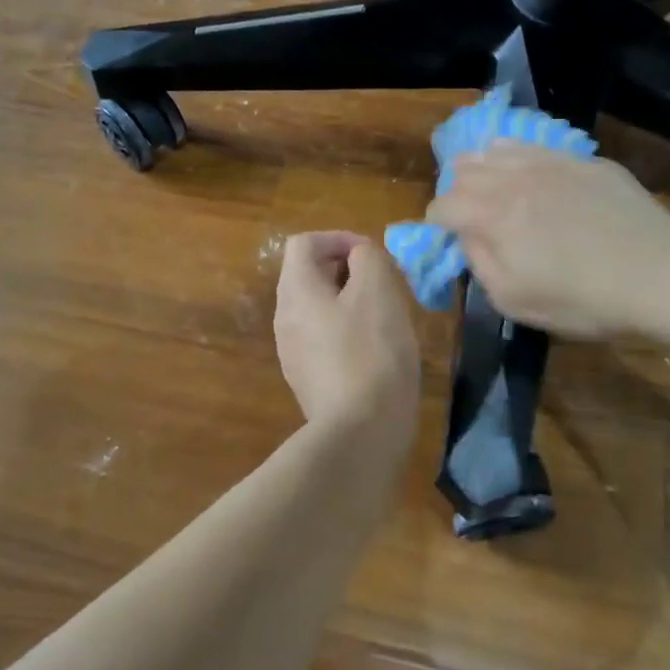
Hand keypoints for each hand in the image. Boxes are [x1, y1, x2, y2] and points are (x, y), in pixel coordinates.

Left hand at [274, 232, 420, 440]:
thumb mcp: (378, 290)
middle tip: (383, 282)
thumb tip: (359, 256)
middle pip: (308, 275)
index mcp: (296, 291)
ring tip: (384, 313)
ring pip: (317, 307)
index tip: (372, 254)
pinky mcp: (307, 378)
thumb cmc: (371, 351)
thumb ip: (368, 259)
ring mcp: (292, 351)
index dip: (338, 238)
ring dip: (348, 300)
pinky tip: (375, 348)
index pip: (304, 243)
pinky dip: (345, 329)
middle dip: (346, 269)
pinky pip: (323, 338)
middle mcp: (285, 317)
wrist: (361, 431)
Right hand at [427, 142, 669, 337]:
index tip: (447, 239)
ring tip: (493, 188)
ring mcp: (550, 163)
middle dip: (457, 190)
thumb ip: (479, 263)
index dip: (436, 223)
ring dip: (484, 168)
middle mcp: (512, 179)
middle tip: (470, 214)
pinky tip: (531, 175)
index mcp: (490, 215)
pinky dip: (520, 158)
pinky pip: (536, 147)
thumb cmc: (581, 299)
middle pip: (464, 169)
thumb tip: (466, 237)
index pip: (442, 206)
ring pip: (497, 148)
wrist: (659, 274)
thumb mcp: (513, 300)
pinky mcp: (583, 161)